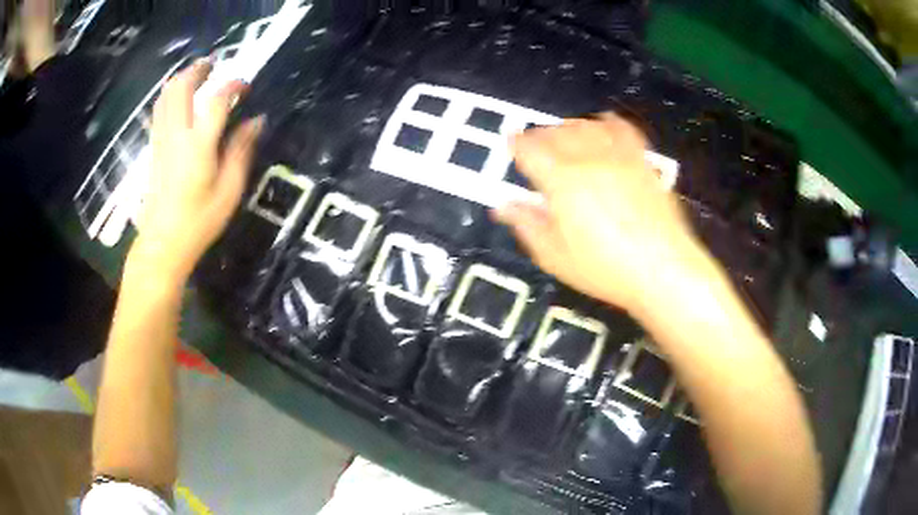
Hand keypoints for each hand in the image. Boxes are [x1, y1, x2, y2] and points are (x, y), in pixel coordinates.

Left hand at [133, 59, 262, 284]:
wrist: (162, 245)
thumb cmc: (198, 222)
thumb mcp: (229, 191)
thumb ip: (241, 151)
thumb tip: (256, 120)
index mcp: (198, 144)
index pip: (216, 100)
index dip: (233, 85)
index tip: (245, 87)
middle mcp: (176, 135)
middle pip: (182, 87)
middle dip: (198, 70)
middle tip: (214, 65)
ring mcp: (161, 140)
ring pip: (165, 96)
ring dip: (181, 79)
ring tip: (197, 76)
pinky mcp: (154, 148)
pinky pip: (159, 111)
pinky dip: (170, 96)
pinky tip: (179, 100)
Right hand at [495, 115, 716, 320]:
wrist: (662, 269)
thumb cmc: (605, 269)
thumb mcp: (555, 257)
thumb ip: (527, 225)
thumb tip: (503, 206)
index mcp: (562, 182)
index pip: (530, 149)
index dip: (516, 143)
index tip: (511, 143)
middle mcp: (588, 160)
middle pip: (556, 132)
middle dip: (539, 135)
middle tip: (533, 145)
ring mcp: (618, 157)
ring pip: (586, 126)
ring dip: (568, 127)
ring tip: (563, 136)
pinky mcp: (641, 161)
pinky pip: (622, 129)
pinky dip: (607, 122)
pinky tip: (603, 124)